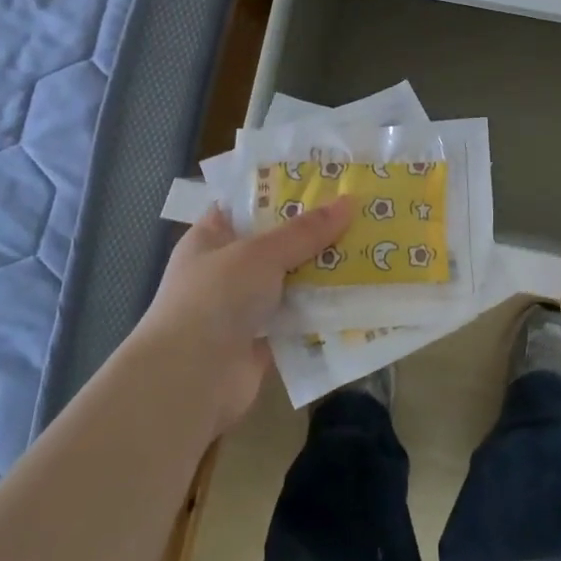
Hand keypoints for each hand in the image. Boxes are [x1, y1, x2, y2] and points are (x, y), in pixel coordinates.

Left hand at [139, 197, 354, 435]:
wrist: (190, 381)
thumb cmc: (214, 299)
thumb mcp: (260, 253)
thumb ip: (304, 231)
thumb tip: (349, 201)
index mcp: (211, 237)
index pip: (246, 204)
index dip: (281, 190)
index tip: (323, 179)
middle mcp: (226, 269)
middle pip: (276, 243)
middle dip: (314, 232)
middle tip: (360, 211)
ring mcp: (244, 307)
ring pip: (292, 281)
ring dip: (324, 272)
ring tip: (370, 248)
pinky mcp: (264, 340)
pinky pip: (300, 317)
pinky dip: (323, 310)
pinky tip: (360, 295)